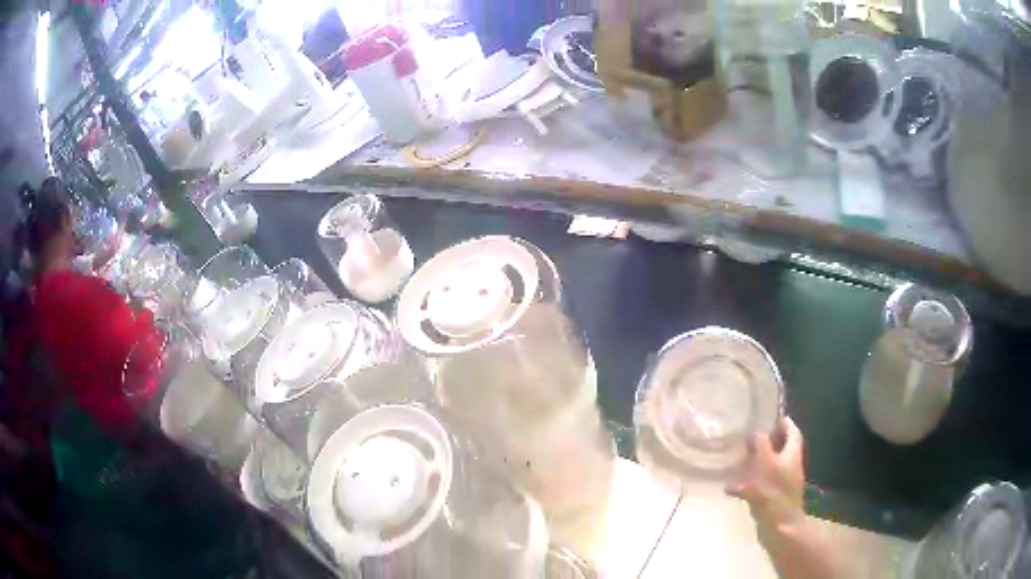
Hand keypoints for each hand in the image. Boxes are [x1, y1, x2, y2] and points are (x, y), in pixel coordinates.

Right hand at [726, 416, 805, 530]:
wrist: (779, 526)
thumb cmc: (773, 491)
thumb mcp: (765, 462)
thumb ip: (761, 444)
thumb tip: (754, 432)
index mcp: (792, 454)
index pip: (792, 431)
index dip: (783, 423)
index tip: (768, 418)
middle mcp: (790, 466)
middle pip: (781, 448)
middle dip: (767, 443)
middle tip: (749, 440)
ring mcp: (783, 483)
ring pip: (769, 466)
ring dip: (755, 463)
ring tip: (737, 463)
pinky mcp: (773, 498)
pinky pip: (760, 484)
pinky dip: (747, 483)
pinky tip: (731, 488)